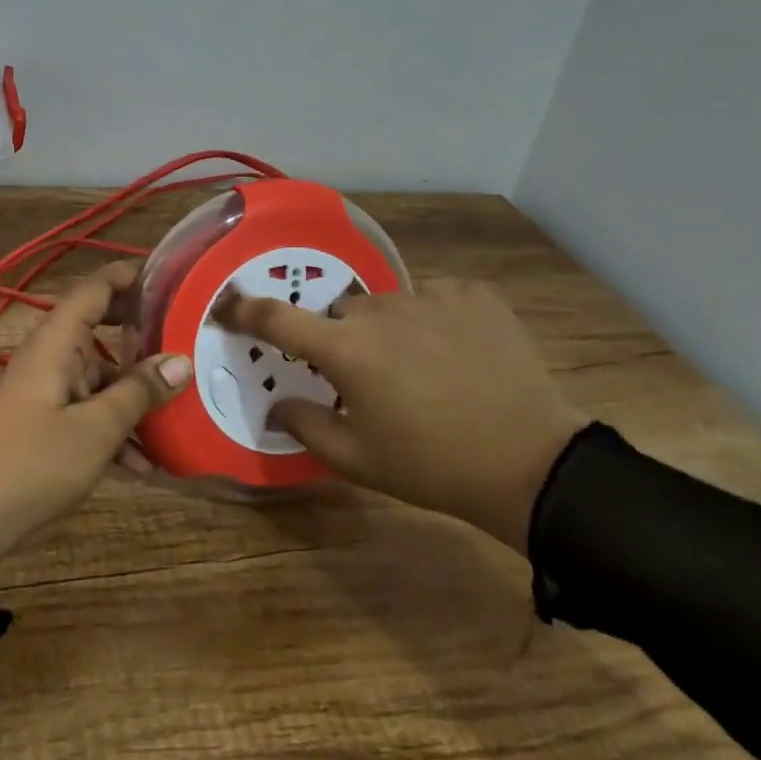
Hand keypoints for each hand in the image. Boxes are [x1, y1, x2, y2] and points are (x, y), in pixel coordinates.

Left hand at [0, 262, 191, 574]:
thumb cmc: (35, 462)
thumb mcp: (97, 429)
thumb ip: (139, 392)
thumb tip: (180, 362)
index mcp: (57, 342)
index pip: (94, 288)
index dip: (130, 275)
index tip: (171, 276)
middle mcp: (51, 355)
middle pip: (100, 327)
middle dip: (142, 333)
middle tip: (186, 336)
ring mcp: (48, 389)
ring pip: (100, 375)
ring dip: (135, 392)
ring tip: (180, 411)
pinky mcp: (46, 420)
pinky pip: (89, 408)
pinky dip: (116, 426)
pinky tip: (147, 463)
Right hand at [214, 278, 587, 554]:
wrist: (532, 463)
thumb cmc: (432, 465)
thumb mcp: (357, 459)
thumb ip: (305, 425)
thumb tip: (277, 405)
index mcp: (346, 349)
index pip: (277, 318)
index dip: (244, 309)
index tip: (227, 306)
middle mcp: (381, 310)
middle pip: (341, 313)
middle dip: (342, 339)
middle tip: (366, 378)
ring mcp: (431, 296)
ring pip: (388, 304)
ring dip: (389, 329)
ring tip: (422, 368)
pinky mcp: (473, 294)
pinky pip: (434, 298)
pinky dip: (434, 319)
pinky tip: (457, 353)